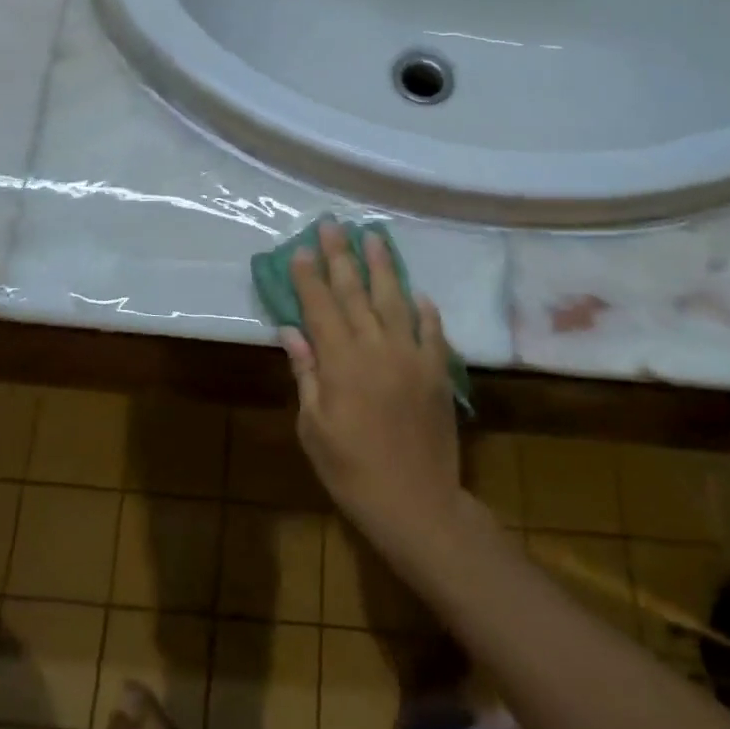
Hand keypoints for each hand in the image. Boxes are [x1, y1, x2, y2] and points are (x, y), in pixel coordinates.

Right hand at [281, 221, 459, 544]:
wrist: (416, 503)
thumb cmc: (351, 471)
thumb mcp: (314, 427)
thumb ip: (306, 373)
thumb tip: (291, 331)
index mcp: (341, 362)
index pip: (321, 306)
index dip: (309, 276)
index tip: (300, 248)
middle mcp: (377, 347)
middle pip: (356, 292)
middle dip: (341, 256)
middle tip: (334, 224)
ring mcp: (412, 356)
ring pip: (395, 300)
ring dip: (383, 267)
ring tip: (375, 237)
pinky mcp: (438, 371)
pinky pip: (432, 330)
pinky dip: (424, 309)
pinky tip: (418, 293)